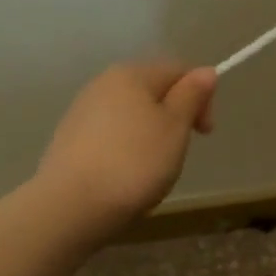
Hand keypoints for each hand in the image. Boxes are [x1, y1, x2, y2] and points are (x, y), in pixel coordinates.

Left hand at [35, 60, 216, 238]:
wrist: (71, 205)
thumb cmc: (135, 162)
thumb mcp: (175, 127)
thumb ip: (191, 95)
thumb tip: (206, 71)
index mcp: (132, 74)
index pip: (178, 71)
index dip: (201, 98)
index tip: (204, 133)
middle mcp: (103, 83)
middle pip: (152, 92)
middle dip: (173, 118)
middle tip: (179, 153)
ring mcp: (82, 111)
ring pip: (131, 116)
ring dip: (150, 136)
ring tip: (153, 170)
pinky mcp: (69, 139)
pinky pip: (111, 136)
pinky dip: (126, 150)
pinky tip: (125, 177)